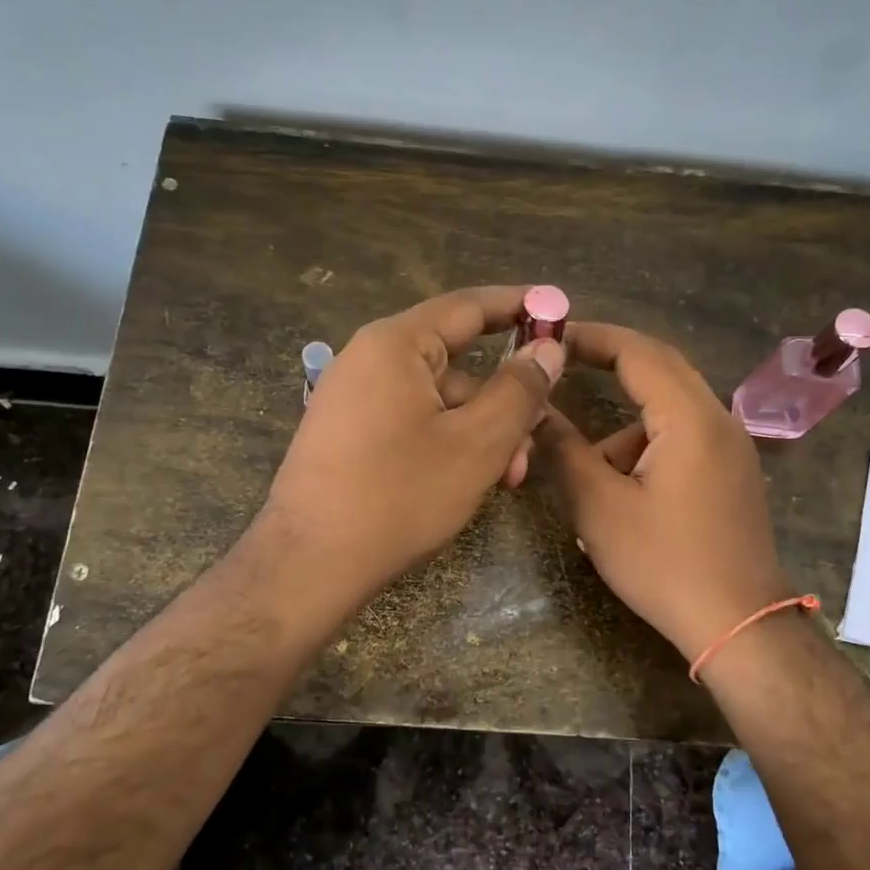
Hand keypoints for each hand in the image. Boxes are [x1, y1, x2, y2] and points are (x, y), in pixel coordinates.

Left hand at [263, 285, 564, 610]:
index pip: (468, 306)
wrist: (311, 563)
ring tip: (504, 480)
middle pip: (455, 363)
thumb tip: (547, 347)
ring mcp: (352, 398)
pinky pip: (411, 422)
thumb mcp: (477, 444)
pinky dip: (446, 443)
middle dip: (503, 401)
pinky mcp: (346, 434)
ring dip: (479, 432)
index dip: (519, 306)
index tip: (559, 311)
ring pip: (437, 401)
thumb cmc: (400, 496)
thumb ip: (519, 390)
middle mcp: (367, 359)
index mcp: (395, 344)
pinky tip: (465, 481)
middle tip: (535, 441)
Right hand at [533, 323, 789, 662]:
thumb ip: (564, 450)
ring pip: (670, 409)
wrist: (739, 624)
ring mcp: (732, 447)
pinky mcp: (733, 473)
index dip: (591, 337)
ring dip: (625, 424)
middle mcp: (718, 420)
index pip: (638, 351)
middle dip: (609, 363)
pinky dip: (647, 445)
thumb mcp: (600, 507)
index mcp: (690, 419)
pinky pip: (684, 436)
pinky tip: (625, 492)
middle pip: (660, 368)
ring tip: (588, 471)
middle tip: (562, 368)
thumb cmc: (665, 564)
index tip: (550, 338)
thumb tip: (536, 410)